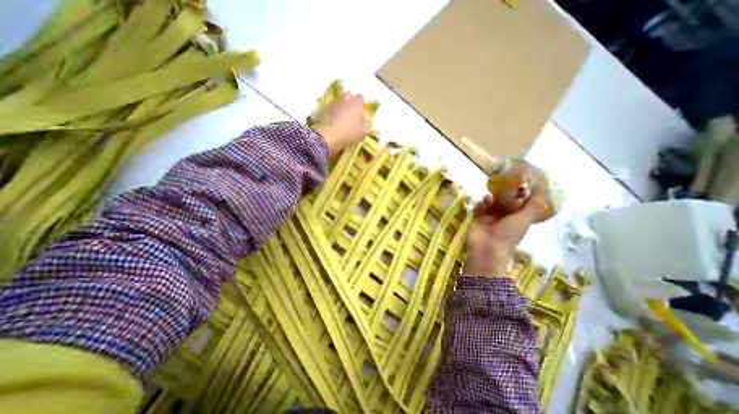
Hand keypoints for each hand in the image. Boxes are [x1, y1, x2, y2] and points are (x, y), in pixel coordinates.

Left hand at [311, 92, 368, 153]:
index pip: (361, 98)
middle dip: (351, 102)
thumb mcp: (363, 133)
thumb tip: (366, 122)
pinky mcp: (323, 108)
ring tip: (342, 118)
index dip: (361, 106)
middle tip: (352, 114)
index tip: (361, 115)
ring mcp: (334, 102)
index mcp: (357, 103)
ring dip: (341, 107)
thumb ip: (366, 125)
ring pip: (340, 101)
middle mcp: (346, 99)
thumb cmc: (349, 134)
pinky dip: (333, 112)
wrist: (327, 136)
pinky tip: (333, 121)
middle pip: (349, 96)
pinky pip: (331, 107)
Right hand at [463, 191, 544, 277]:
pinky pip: (479, 209)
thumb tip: (544, 186)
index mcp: (518, 219)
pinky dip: (480, 205)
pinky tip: (482, 204)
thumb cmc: (508, 234)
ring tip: (489, 197)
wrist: (487, 248)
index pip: (520, 204)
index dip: (520, 194)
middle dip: (503, 194)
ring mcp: (489, 219)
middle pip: (504, 202)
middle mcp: (504, 218)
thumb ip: (534, 203)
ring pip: (490, 204)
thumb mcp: (525, 218)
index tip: (519, 183)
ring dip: (490, 199)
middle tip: (501, 185)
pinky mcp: (477, 220)